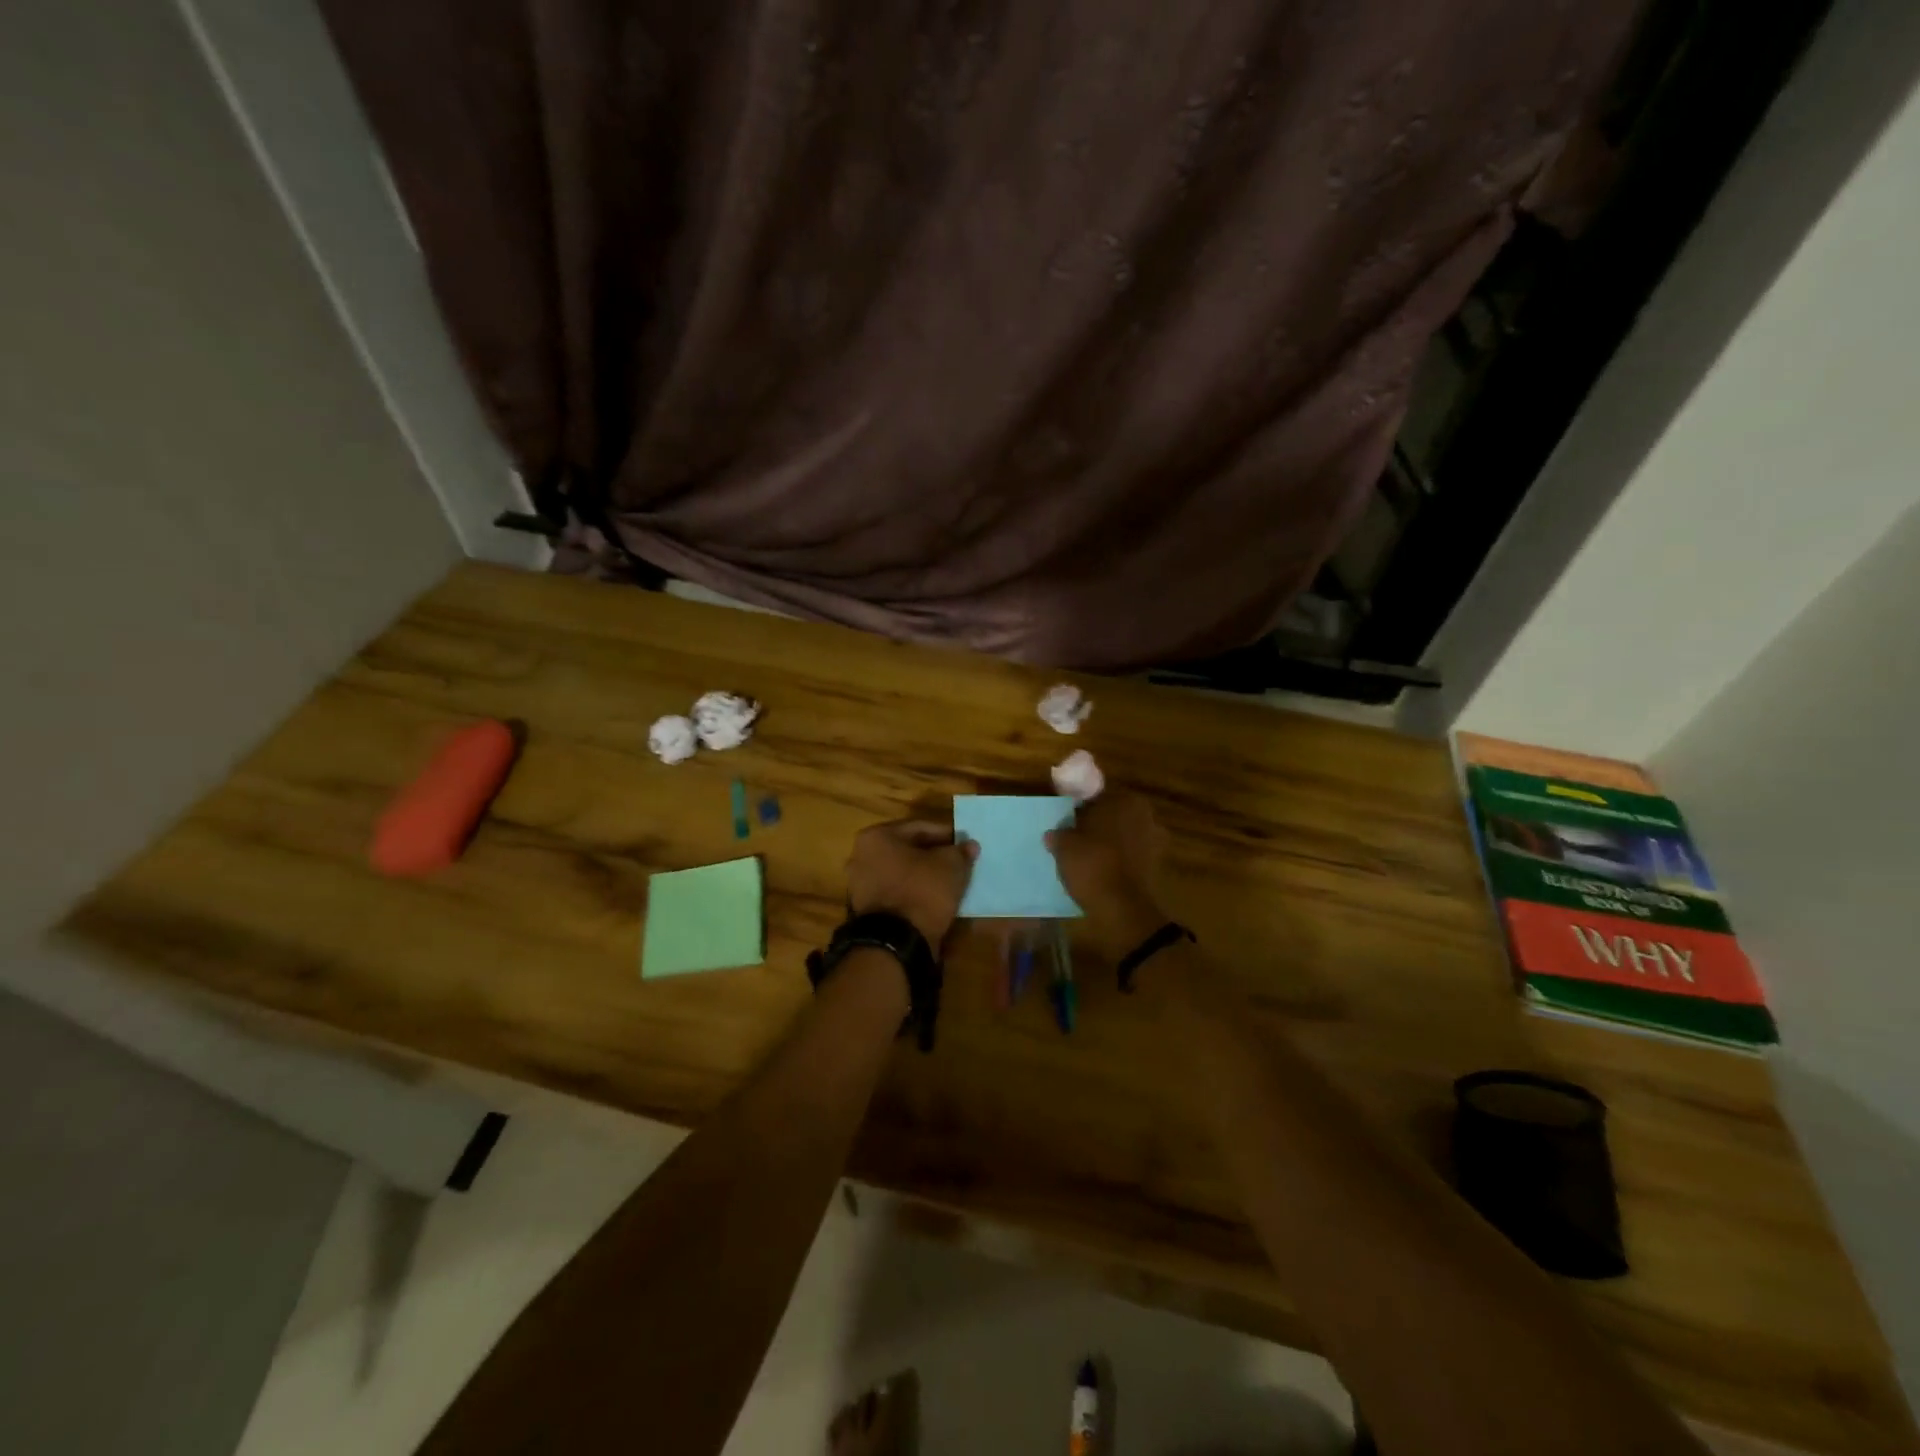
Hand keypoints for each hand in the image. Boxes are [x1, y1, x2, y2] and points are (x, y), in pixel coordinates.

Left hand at [845, 819, 978, 944]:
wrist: (896, 942)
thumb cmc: (921, 891)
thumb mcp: (950, 866)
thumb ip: (960, 852)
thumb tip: (969, 845)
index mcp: (876, 837)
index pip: (919, 828)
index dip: (946, 834)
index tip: (964, 843)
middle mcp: (860, 856)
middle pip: (906, 850)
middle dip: (932, 855)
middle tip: (957, 861)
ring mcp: (859, 885)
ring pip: (900, 873)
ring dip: (922, 875)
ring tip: (949, 881)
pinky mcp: (865, 910)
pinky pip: (895, 893)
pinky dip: (912, 893)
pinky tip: (933, 899)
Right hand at [1045, 789, 1169, 952]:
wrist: (1123, 909)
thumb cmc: (1093, 865)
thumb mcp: (1064, 846)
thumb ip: (1059, 834)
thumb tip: (1054, 834)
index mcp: (1125, 801)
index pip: (1097, 798)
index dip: (1080, 811)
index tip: (1067, 825)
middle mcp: (1146, 816)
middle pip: (1113, 817)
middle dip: (1097, 828)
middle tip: (1075, 841)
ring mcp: (1156, 842)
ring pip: (1124, 838)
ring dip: (1109, 846)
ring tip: (1087, 860)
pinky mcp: (1158, 867)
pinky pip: (1131, 858)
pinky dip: (1119, 864)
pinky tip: (1102, 874)